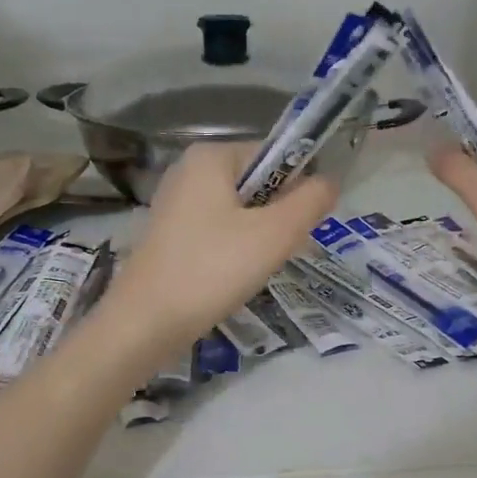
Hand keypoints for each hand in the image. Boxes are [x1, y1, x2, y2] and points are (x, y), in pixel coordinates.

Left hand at [102, 143, 338, 350]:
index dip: (298, 187)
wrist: (145, 323)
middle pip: (257, 183)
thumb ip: (310, 202)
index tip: (301, 227)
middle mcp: (189, 170)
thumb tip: (331, 181)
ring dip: (259, 236)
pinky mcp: (169, 233)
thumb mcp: (275, 234)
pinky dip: (234, 248)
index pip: (275, 155)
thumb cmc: (213, 269)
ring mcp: (175, 202)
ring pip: (239, 210)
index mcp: (211, 156)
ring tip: (255, 268)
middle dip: (278, 216)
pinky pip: (218, 229)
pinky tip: (233, 276)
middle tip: (279, 252)